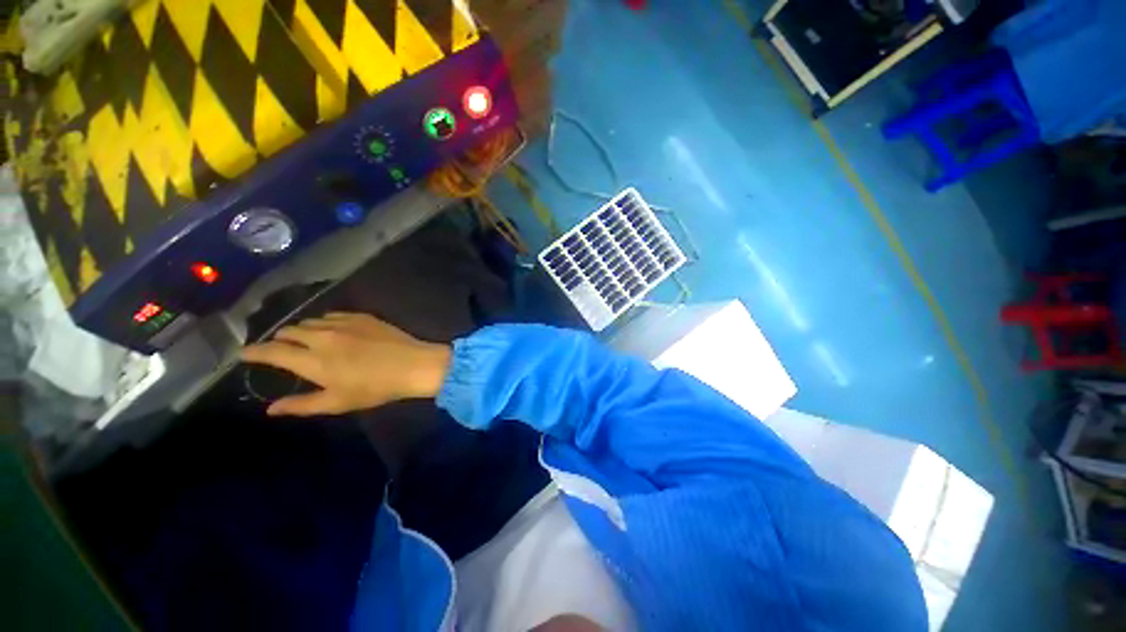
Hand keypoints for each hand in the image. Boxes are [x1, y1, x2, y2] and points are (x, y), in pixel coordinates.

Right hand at [241, 312, 450, 416]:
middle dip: (278, 340)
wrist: (413, 365)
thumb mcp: (337, 402)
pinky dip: (324, 322)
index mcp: (312, 360)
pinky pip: (333, 314)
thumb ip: (301, 405)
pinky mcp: (362, 316)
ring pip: (310, 321)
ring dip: (301, 330)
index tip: (243, 354)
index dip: (253, 352)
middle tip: (280, 349)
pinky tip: (331, 329)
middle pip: (288, 331)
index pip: (271, 351)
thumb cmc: (376, 388)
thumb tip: (271, 409)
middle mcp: (322, 336)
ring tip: (305, 339)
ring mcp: (343, 323)